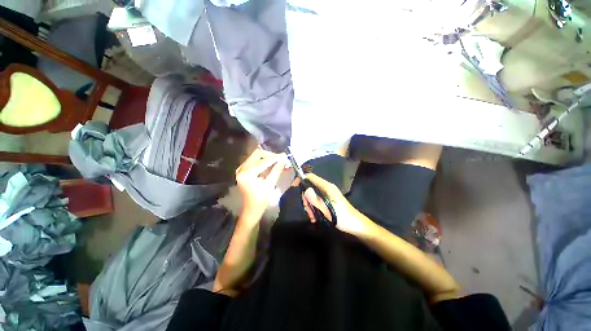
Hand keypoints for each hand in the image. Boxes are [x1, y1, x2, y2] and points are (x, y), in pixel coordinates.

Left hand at [236, 148, 285, 219]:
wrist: (252, 208)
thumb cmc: (261, 200)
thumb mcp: (270, 185)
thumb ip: (276, 170)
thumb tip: (283, 159)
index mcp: (246, 175)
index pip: (262, 162)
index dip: (274, 158)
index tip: (284, 155)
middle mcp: (241, 169)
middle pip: (257, 155)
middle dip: (269, 155)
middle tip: (280, 158)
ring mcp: (241, 169)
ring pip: (255, 156)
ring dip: (267, 157)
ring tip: (277, 161)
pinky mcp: (243, 170)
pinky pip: (254, 160)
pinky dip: (263, 161)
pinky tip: (270, 164)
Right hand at [301, 173, 371, 236]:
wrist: (356, 225)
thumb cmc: (343, 217)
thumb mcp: (328, 210)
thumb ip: (316, 200)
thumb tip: (306, 189)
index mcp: (327, 187)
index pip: (311, 177)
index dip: (301, 179)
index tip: (293, 187)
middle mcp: (326, 188)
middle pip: (310, 187)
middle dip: (306, 199)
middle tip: (307, 210)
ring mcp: (327, 194)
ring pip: (312, 196)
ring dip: (310, 206)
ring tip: (312, 217)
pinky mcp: (327, 200)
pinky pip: (316, 201)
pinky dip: (313, 209)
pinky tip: (315, 218)